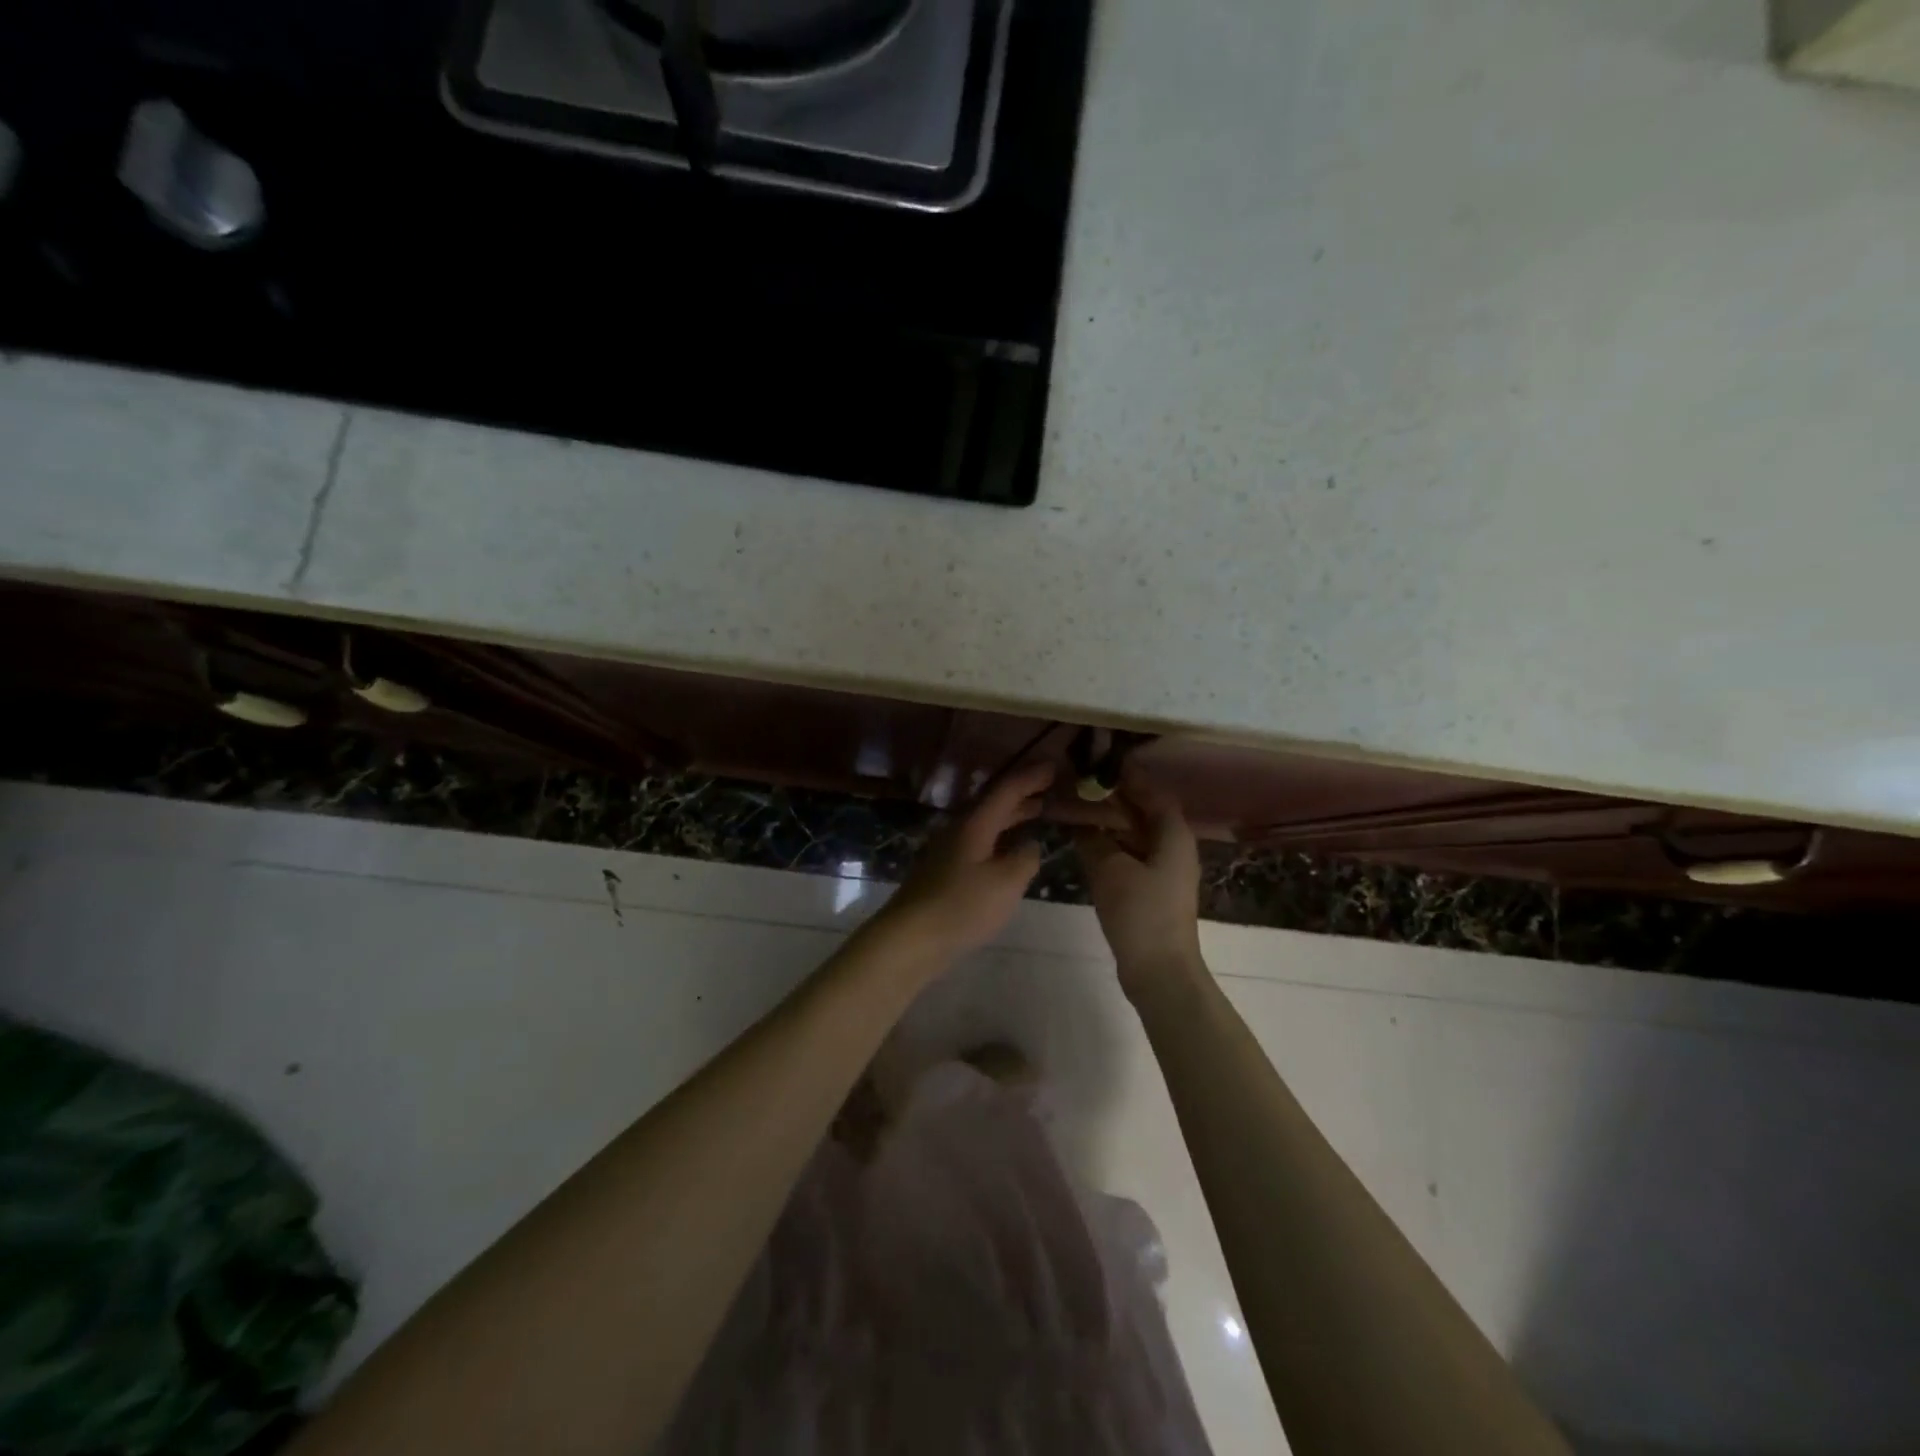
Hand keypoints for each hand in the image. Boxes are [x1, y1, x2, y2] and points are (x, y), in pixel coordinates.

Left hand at [870, 760, 1053, 970]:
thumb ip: (1025, 859)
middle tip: (1050, 789)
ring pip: (986, 825)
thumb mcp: (1006, 883)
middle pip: (994, 804)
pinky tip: (1009, 854)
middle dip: (1023, 795)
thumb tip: (1032, 844)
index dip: (1031, 778)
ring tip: (1036, 814)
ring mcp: (948, 852)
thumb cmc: (961, 906)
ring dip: (1012, 817)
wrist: (910, 938)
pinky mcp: (944, 873)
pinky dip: (1000, 839)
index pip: (1007, 790)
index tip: (1054, 767)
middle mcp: (959, 830)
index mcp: (974, 824)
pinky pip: (980, 844)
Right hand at [1073, 772, 1203, 1003]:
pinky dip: (1111, 844)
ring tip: (1077, 809)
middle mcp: (1173, 846)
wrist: (1160, 972)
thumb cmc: (1140, 914)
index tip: (1097, 761)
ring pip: (1135, 834)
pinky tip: (1086, 843)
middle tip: (1079, 784)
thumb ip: (1092, 838)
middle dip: (1113, 797)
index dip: (1126, 775)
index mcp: (1173, 834)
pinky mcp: (1153, 890)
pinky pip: (1131, 854)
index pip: (1151, 791)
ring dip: (1109, 821)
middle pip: (1144, 811)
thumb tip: (1079, 821)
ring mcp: (1165, 870)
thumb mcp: (1109, 870)